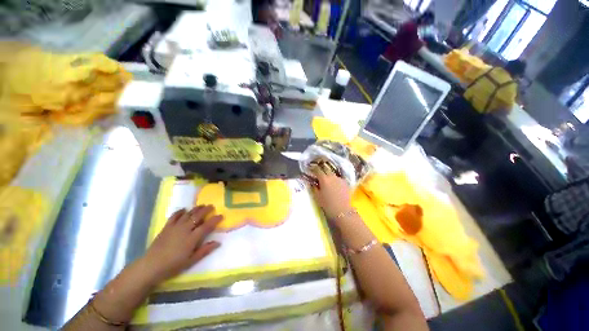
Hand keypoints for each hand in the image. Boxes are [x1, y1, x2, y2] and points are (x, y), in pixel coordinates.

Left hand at [141, 206, 222, 284]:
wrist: (151, 266)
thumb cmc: (173, 265)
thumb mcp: (191, 261)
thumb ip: (205, 250)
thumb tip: (218, 242)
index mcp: (192, 238)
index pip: (207, 226)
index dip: (215, 219)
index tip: (221, 215)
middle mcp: (185, 229)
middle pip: (197, 216)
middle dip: (206, 210)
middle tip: (212, 206)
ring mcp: (175, 227)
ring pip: (188, 214)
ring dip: (196, 209)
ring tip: (202, 205)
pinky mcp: (166, 227)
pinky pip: (174, 216)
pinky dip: (180, 212)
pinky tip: (184, 209)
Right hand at [310, 170, 352, 220]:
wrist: (342, 210)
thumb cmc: (327, 204)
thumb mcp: (317, 196)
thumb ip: (314, 187)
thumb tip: (312, 182)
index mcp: (324, 179)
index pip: (317, 169)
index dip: (313, 168)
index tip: (311, 168)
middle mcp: (332, 176)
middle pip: (326, 168)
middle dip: (321, 169)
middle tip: (318, 171)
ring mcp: (339, 179)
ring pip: (332, 173)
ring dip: (328, 174)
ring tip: (326, 179)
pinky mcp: (345, 182)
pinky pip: (338, 178)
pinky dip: (334, 179)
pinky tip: (334, 184)